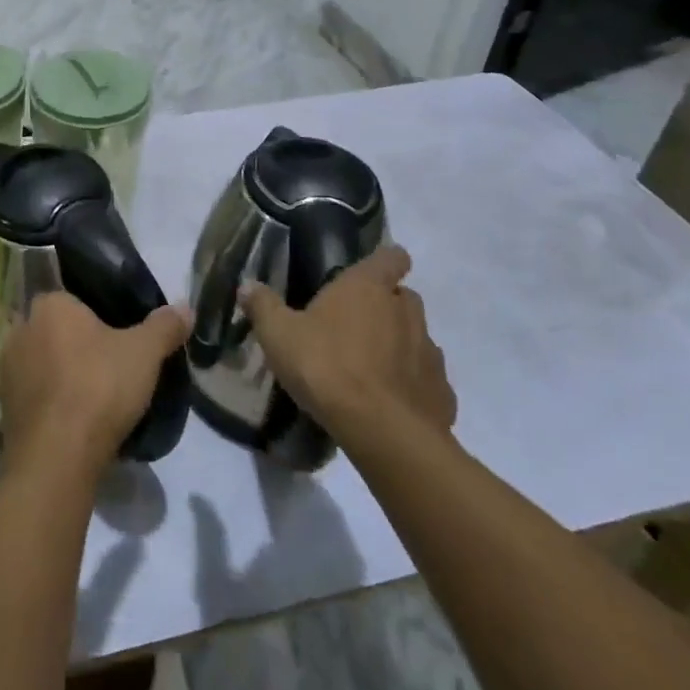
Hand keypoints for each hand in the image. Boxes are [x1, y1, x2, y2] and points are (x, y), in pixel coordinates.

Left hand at [0, 292, 190, 480]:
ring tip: (94, 396)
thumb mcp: (144, 353)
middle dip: (78, 344)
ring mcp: (7, 368)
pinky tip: (74, 419)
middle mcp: (21, 328)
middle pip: (56, 329)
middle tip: (109, 367)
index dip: (97, 316)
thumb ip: (165, 326)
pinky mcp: (4, 406)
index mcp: (49, 304)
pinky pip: (34, 394)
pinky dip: (50, 402)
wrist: (56, 456)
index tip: (118, 337)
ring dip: (62, 374)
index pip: (73, 297)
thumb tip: (185, 308)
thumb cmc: (98, 387)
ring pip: (42, 362)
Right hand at [241, 246, 456, 442]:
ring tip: (370, 368)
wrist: (383, 432)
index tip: (369, 272)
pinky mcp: (442, 392)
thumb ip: (263, 306)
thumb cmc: (326, 366)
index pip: (391, 256)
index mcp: (368, 287)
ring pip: (418, 337)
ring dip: (400, 345)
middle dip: (386, 306)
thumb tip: (247, 285)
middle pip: (403, 296)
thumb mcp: (279, 335)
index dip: (384, 260)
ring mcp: (429, 352)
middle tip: (355, 325)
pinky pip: (426, 380)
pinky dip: (412, 385)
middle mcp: (404, 311)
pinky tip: (390, 402)